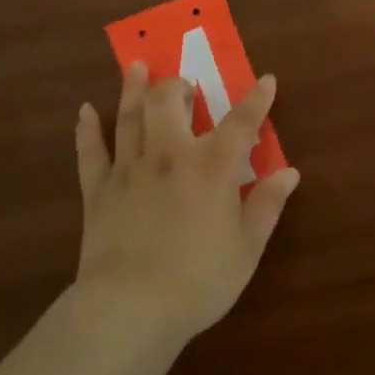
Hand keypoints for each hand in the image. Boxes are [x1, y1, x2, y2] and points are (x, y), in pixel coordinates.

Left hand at [73, 63, 299, 346]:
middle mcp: (170, 155)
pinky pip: (91, 152)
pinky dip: (87, 129)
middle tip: (184, 86)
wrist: (131, 308)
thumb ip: (266, 205)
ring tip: (136, 66)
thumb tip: (289, 172)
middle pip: (169, 102)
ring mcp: (130, 169)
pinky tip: (85, 111)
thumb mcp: (247, 248)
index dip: (256, 100)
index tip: (266, 80)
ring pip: (130, 116)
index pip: (241, 122)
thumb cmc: (199, 280)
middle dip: (178, 86)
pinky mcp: (99, 190)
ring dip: (133, 88)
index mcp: (211, 167)